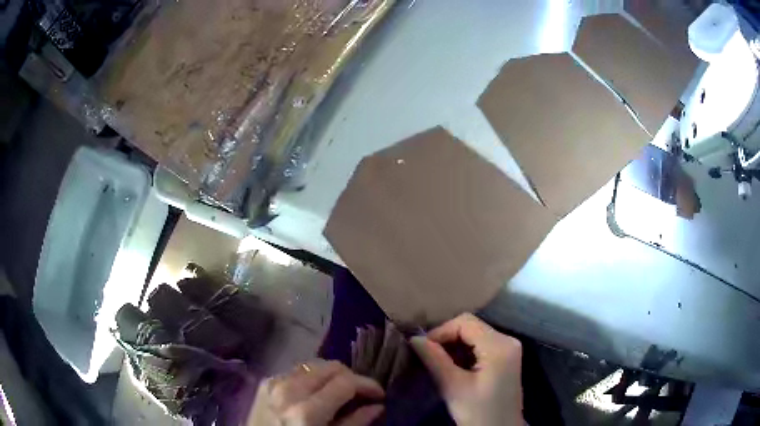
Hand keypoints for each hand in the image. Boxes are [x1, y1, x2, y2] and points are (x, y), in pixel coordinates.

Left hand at [247, 360, 384, 425]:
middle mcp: (289, 390)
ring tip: (340, 393)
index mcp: (306, 411)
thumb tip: (377, 407)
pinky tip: (315, 393)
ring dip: (332, 376)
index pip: (345, 381)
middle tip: (361, 394)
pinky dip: (312, 378)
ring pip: (314, 365)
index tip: (379, 395)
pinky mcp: (266, 382)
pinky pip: (296, 371)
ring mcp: (274, 383)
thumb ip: (354, 424)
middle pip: (330, 366)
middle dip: (351, 377)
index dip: (367, 384)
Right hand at [410, 313, 522, 425]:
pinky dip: (465, 351)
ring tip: (437, 362)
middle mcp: (508, 340)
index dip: (440, 332)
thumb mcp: (453, 387)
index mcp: (499, 345)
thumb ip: (435, 360)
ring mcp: (510, 348)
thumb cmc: (478, 412)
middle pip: (471, 326)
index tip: (423, 349)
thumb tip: (414, 339)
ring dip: (454, 345)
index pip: (465, 322)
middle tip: (427, 356)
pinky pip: (482, 344)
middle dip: (446, 338)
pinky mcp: (507, 357)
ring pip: (475, 334)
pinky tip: (454, 366)